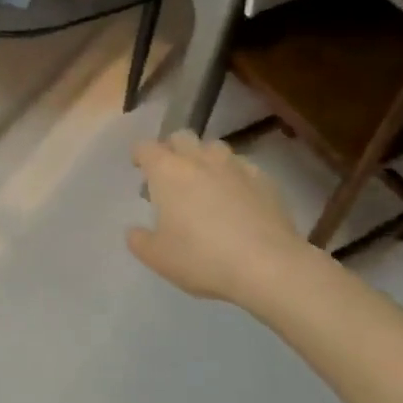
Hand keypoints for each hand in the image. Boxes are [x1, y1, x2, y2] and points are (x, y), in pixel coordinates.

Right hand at [128, 132, 310, 307]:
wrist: (268, 265)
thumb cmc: (202, 258)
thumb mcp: (158, 258)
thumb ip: (139, 240)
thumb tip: (135, 230)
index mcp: (168, 172)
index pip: (146, 147)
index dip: (139, 155)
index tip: (139, 168)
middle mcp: (200, 159)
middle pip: (181, 136)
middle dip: (172, 149)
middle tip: (171, 174)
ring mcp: (235, 166)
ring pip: (214, 147)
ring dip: (204, 158)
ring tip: (205, 183)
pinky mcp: (264, 179)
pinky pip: (242, 166)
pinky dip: (234, 175)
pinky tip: (237, 198)